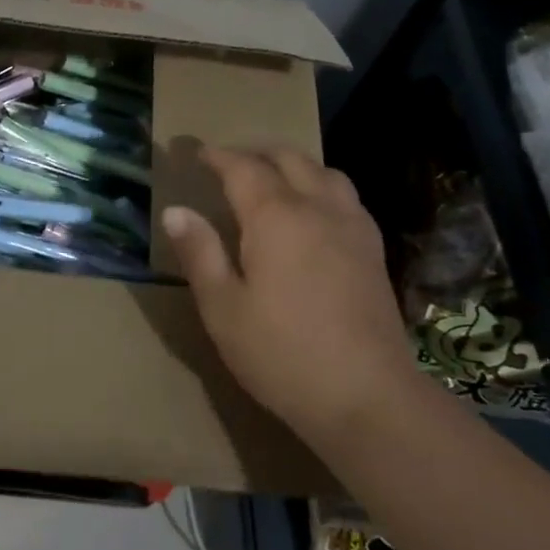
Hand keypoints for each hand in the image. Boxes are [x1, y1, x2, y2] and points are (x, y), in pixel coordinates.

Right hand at [160, 146, 415, 447]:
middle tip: (230, 163)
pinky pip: (346, 196)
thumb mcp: (223, 308)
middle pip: (288, 159)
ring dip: (294, 164)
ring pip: (324, 172)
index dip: (218, 156)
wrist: (368, 397)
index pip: (243, 168)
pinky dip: (322, 185)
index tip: (199, 153)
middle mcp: (317, 208)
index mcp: (275, 217)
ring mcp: (352, 227)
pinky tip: (315, 212)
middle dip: (256, 153)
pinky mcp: (374, 250)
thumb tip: (176, 211)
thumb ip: (200, 253)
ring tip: (273, 178)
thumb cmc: (282, 354)